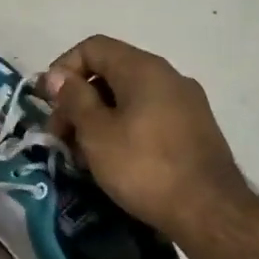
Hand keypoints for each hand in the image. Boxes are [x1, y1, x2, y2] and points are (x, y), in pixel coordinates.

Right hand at [42, 35, 258, 258]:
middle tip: (60, 136)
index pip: (93, 47)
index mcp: (143, 68)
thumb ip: (73, 99)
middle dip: (78, 99)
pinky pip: (148, 115)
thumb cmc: (144, 167)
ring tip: (83, 154)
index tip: (48, 103)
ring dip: (98, 117)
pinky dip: (123, 128)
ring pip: (129, 96)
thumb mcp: (97, 133)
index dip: (62, 69)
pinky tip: (114, 160)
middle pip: (110, 71)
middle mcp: (168, 75)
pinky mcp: (194, 128)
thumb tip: (56, 76)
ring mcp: (186, 102)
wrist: (210, 212)